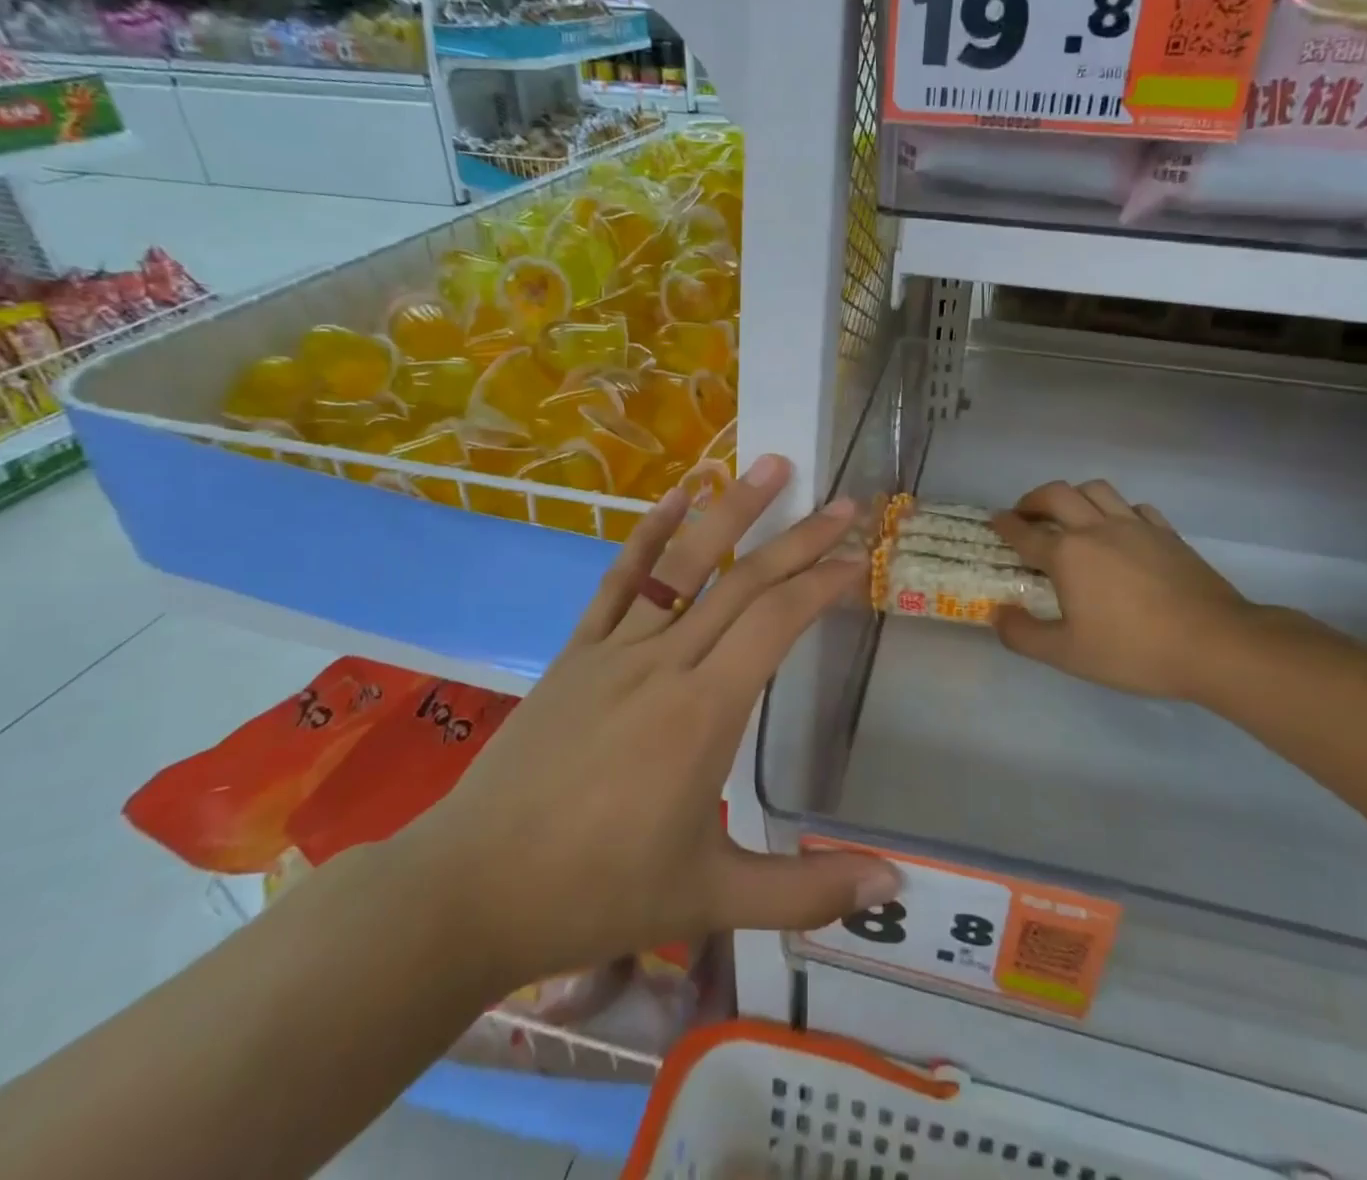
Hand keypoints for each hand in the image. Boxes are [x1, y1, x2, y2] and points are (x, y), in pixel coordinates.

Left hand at [404, 454, 898, 989]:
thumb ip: (807, 890)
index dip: (822, 584)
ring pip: (685, 564)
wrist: (472, 889)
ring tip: (771, 466)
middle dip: (801, 538)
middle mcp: (665, 663)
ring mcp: (615, 649)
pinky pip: (620, 580)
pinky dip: (651, 533)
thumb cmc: (596, 893)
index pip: (776, 623)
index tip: (858, 559)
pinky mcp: (577, 651)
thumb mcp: (711, 900)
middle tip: (844, 502)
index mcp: (704, 712)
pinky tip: (676, 495)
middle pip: (744, 582)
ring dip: (732, 510)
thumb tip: (895, 882)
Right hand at [991, 479, 1266, 704]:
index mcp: (1067, 554)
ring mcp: (1135, 526)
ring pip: (1096, 489)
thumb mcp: (1067, 654)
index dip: (1005, 524)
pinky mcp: (1167, 533)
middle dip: (1033, 499)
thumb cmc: (1133, 650)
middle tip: (1025, 513)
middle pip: (1056, 494)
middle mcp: (1096, 529)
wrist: (1215, 644)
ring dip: (1073, 495)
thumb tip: (997, 614)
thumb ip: (1024, 635)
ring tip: (1069, 513)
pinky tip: (1118, 527)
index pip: (1025, 532)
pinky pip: (1134, 506)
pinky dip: (1116, 509)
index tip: (994, 519)